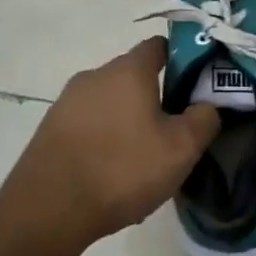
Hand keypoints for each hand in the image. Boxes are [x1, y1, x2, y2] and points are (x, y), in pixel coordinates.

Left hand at [3, 38, 219, 251]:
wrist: (48, 209)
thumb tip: (208, 105)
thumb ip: (204, 119)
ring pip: (109, 101)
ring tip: (142, 157)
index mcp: (128, 70)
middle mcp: (94, 75)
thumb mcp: (180, 149)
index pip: (159, 46)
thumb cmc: (122, 169)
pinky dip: (103, 138)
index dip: (182, 60)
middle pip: (133, 75)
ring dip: (127, 120)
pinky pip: (88, 124)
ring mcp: (67, 102)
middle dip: (155, 96)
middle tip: (174, 130)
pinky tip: (111, 172)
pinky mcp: (49, 130)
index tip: (197, 85)